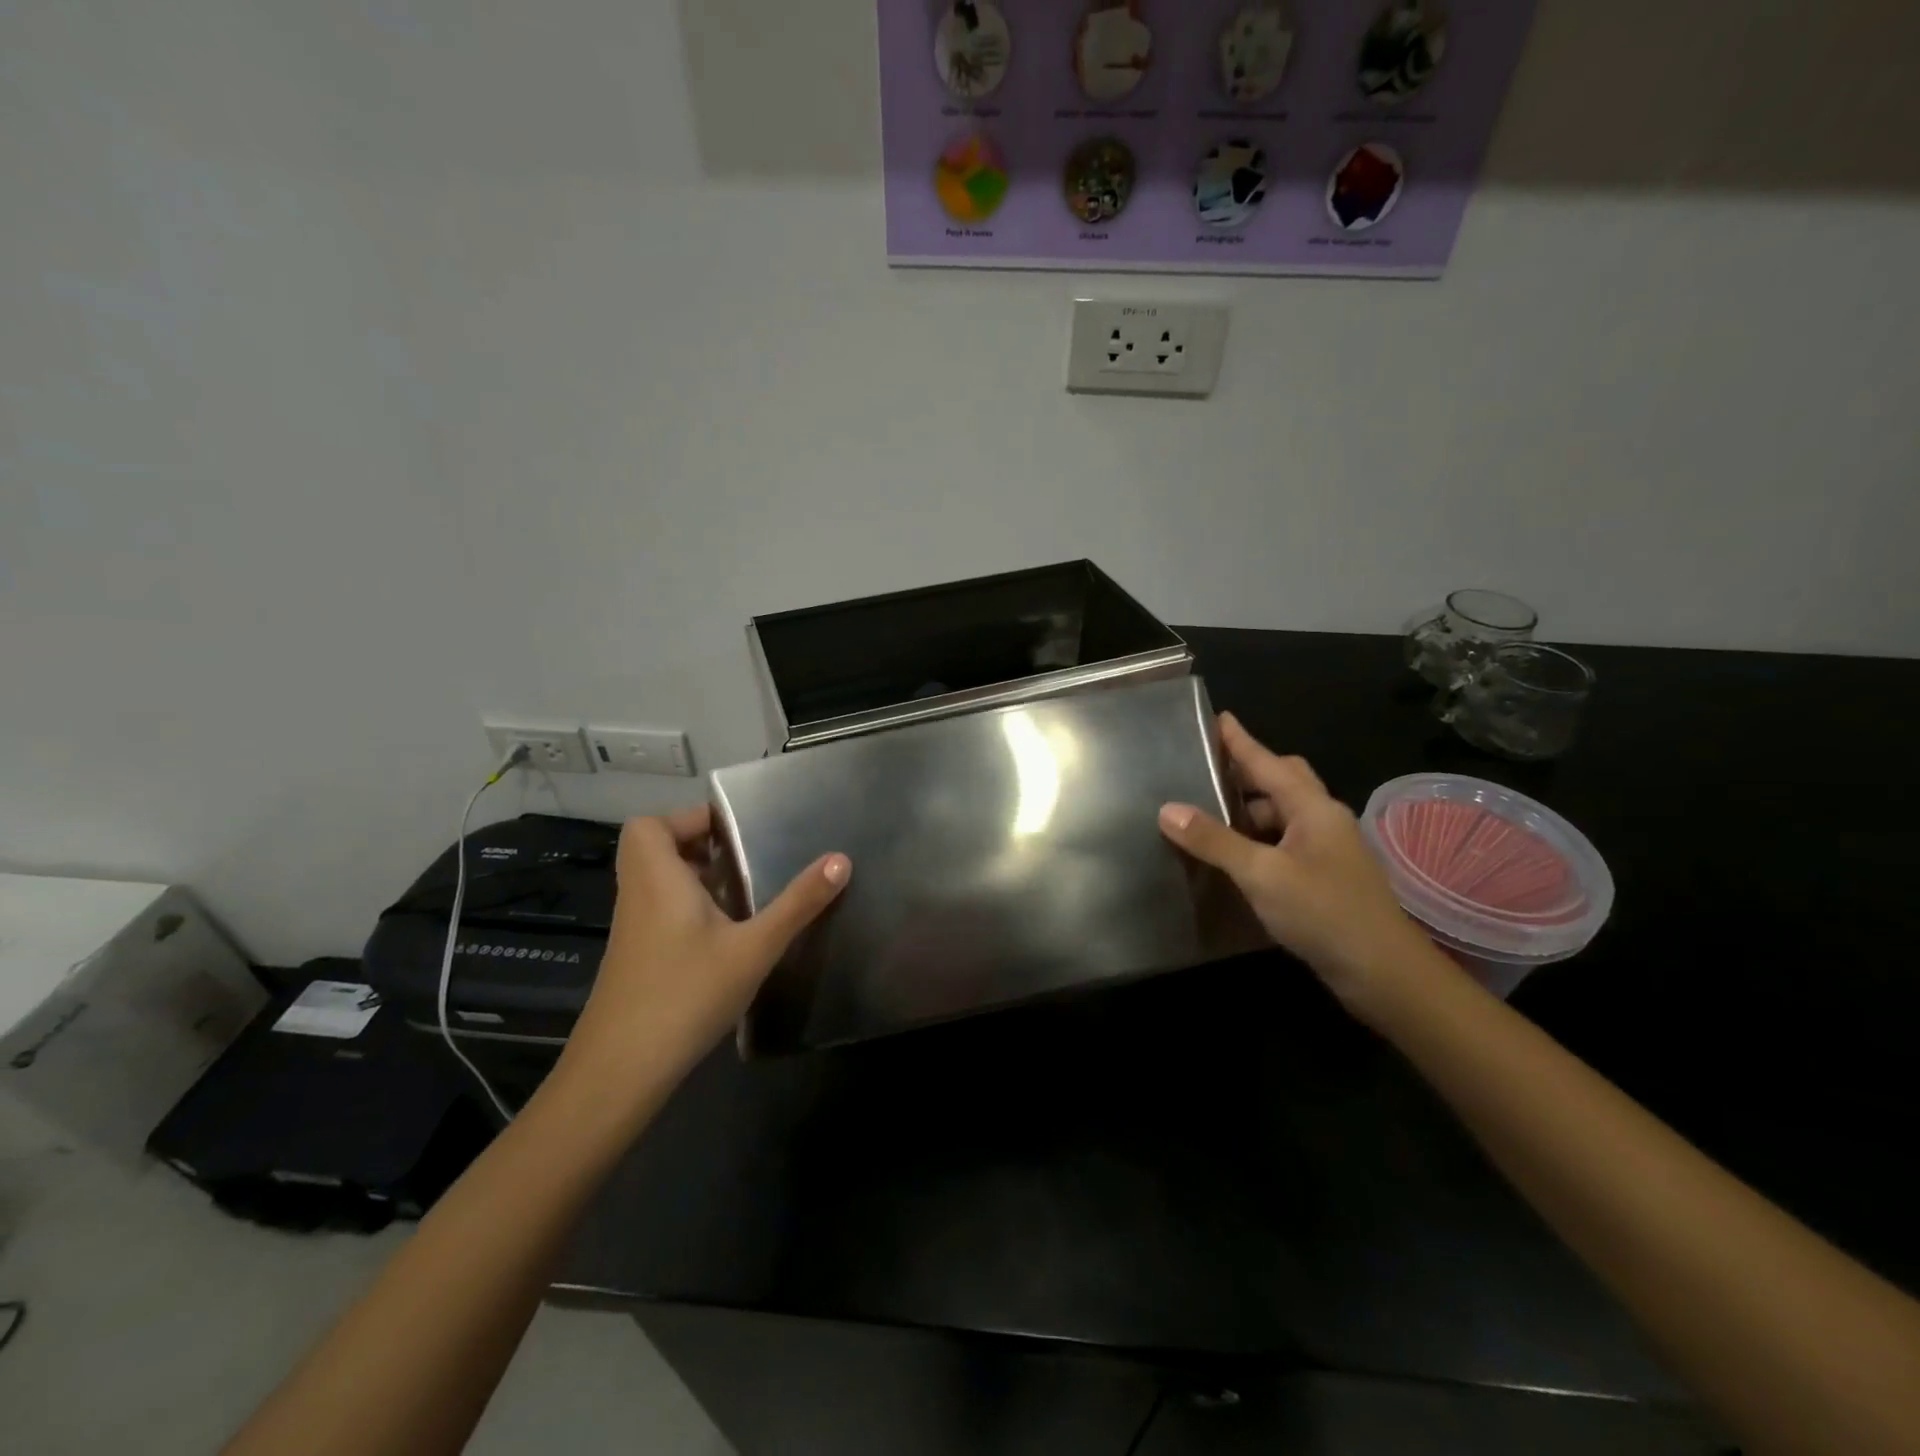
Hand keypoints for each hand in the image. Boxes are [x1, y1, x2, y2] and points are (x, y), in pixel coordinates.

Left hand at [560, 806, 848, 1098]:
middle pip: (656, 849)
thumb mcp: (754, 947)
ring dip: (697, 877)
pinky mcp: (637, 957)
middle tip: (746, 857)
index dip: (688, 819)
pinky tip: (727, 933)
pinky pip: (661, 910)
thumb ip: (798, 903)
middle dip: (700, 846)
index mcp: (657, 878)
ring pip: (659, 882)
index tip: (735, 832)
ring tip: (746, 889)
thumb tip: (841, 859)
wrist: (621, 1070)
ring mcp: (634, 928)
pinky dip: (690, 907)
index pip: (650, 825)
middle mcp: (638, 895)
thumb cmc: (686, 994)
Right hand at [1158, 714, 1442, 1020]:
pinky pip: (1284, 844)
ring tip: (1207, 814)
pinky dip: (1257, 841)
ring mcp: (1327, 850)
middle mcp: (1323, 820)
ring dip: (1249, 811)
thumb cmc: (1323, 912)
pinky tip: (1234, 857)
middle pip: (1282, 782)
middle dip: (1246, 773)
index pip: (1268, 762)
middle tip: (1206, 771)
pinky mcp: (1325, 878)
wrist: (1384, 973)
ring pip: (1283, 816)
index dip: (1240, 741)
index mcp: (1313, 808)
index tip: (1218, 717)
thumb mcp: (1261, 874)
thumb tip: (1167, 809)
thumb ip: (1214, 841)